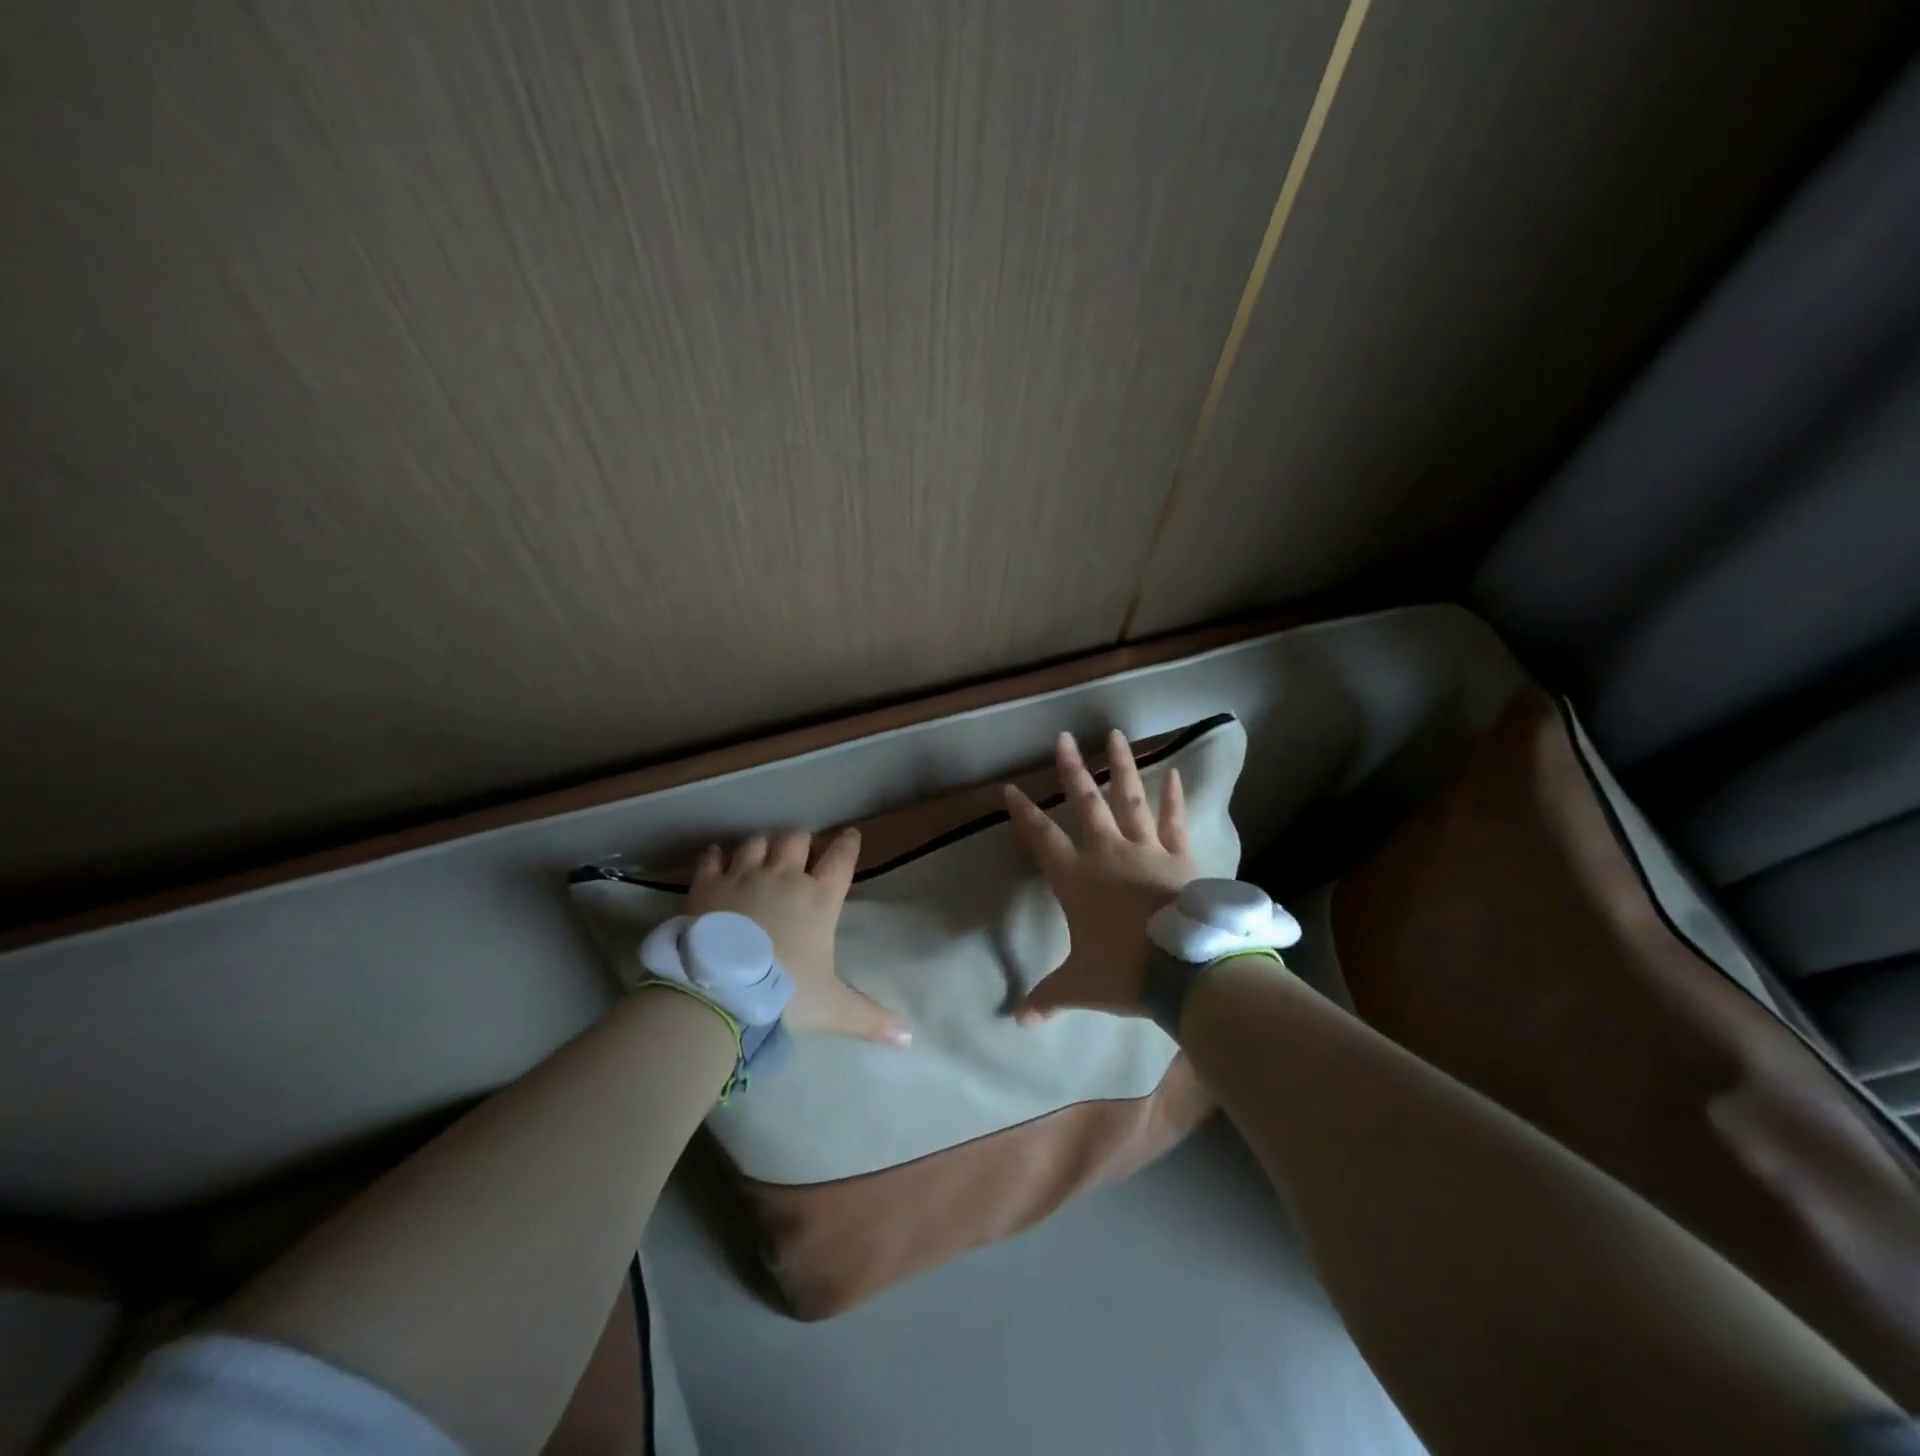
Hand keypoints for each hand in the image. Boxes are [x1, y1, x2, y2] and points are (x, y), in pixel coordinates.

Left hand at [688, 829, 909, 1047]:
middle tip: (799, 853)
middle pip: (796, 839)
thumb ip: (870, 1018)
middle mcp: (784, 877)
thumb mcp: (832, 1009)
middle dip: (800, 842)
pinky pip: (712, 858)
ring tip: (761, 857)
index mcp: (819, 899)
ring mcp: (743, 876)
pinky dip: (716, 857)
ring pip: (757, 842)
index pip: (841, 858)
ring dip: (761, 847)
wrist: (719, 993)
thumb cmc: (784, 994)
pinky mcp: (707, 885)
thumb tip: (908, 1039)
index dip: (848, 844)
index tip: (850, 835)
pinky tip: (717, 860)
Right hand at [1003, 729, 1197, 1020]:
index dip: (1023, 814)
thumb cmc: (1124, 972)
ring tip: (1115, 734)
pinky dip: (1174, 798)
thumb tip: (1018, 1021)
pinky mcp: (1180, 857)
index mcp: (1076, 879)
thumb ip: (1048, 997)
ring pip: (1130, 799)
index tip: (1010, 788)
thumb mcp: (1080, 986)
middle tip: (1063, 738)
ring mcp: (1146, 850)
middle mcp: (1108, 854)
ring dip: (1121, 766)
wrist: (1185, 971)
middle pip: (1085, 803)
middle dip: (1071, 770)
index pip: (1041, 839)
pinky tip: (1174, 773)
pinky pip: (1174, 821)